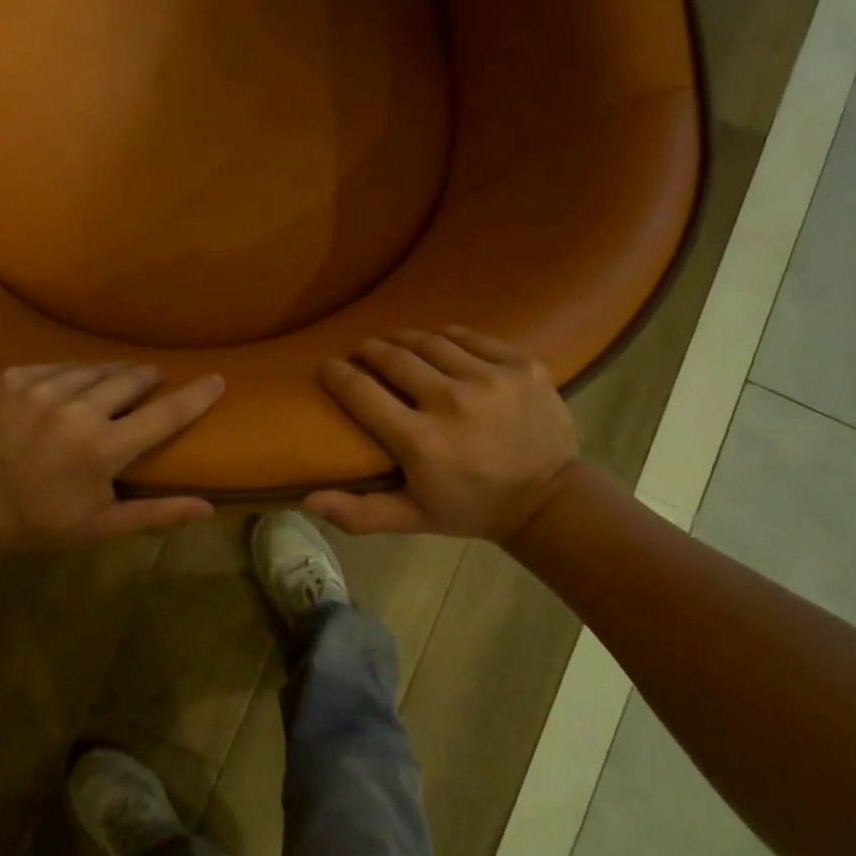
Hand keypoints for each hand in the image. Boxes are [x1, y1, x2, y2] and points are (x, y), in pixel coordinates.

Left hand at [0, 362, 223, 552]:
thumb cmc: (38, 522)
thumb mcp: (100, 527)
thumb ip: (156, 514)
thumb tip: (207, 508)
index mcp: (104, 447)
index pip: (166, 413)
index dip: (197, 395)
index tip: (217, 378)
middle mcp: (77, 408)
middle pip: (131, 378)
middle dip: (148, 378)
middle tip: (153, 382)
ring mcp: (42, 387)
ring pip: (94, 368)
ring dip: (112, 374)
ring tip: (116, 381)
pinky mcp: (13, 377)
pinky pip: (57, 366)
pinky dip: (72, 374)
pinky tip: (71, 386)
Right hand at [306, 327, 579, 541]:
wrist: (548, 499)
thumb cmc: (470, 508)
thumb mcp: (412, 518)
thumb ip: (358, 512)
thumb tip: (306, 500)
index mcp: (420, 442)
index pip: (361, 392)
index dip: (337, 374)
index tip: (328, 367)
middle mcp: (452, 403)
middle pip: (393, 357)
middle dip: (369, 350)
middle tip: (362, 352)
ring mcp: (491, 380)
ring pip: (430, 341)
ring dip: (405, 340)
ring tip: (397, 345)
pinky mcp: (522, 366)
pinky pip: (470, 337)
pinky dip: (448, 338)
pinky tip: (440, 347)